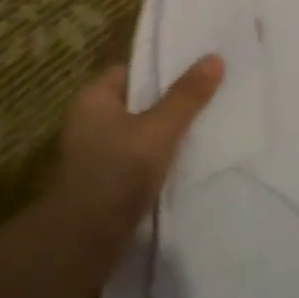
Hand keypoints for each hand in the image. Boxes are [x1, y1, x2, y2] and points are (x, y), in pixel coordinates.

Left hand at [47, 54, 224, 232]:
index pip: (132, 71)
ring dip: (167, 136)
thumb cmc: (117, 172)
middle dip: (172, 103)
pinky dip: (160, 161)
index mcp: (94, 98)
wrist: (84, 239)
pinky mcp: (107, 182)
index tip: (199, 71)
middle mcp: (90, 121)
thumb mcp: (158, 130)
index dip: (163, 70)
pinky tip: (189, 163)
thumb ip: (186, 97)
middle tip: (212, 97)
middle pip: (138, 103)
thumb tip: (214, 57)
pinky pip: (139, 161)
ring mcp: (96, 154)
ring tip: (209, 128)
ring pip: (140, 134)